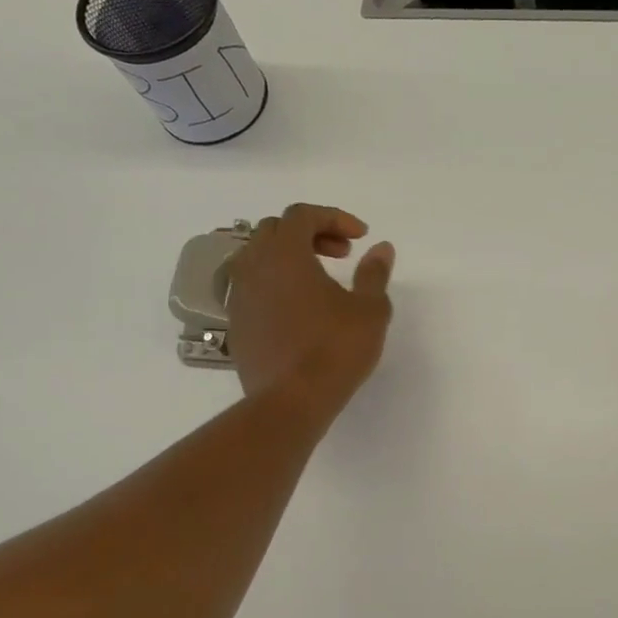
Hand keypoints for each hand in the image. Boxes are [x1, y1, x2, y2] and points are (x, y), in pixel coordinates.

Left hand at [229, 204, 394, 414]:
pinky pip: (253, 286)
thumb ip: (374, 273)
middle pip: (275, 229)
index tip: (361, 237)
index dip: (334, 217)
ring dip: (290, 257)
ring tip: (320, 279)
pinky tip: (301, 308)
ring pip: (259, 257)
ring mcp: (239, 296)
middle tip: (342, 253)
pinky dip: (277, 283)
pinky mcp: (236, 323)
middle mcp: (254, 267)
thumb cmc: (335, 349)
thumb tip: (381, 248)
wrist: (291, 402)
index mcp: (284, 254)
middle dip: (311, 233)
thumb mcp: (370, 309)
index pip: (302, 214)